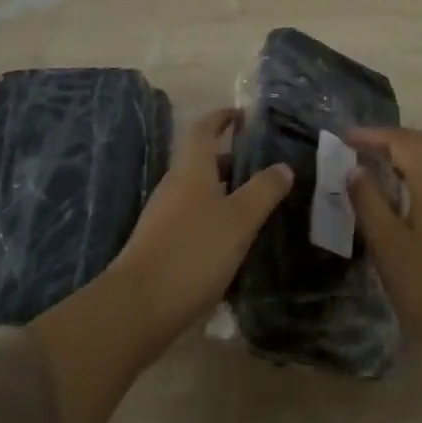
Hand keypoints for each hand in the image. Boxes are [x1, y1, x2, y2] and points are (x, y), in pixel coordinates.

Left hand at [108, 108, 292, 346]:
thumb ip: (263, 190)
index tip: (242, 115)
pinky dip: (212, 216)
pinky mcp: (159, 244)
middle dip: (229, 157)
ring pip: (197, 190)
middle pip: (201, 160)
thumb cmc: (193, 251)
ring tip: (253, 202)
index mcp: (191, 169)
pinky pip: (191, 217)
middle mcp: (174, 185)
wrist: (138, 307)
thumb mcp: (239, 219)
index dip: (222, 118)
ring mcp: (163, 216)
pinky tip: (230, 239)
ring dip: (222, 189)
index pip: (204, 129)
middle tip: (260, 165)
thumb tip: (283, 166)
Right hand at [346, 126, 421, 375]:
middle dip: (392, 139)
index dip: (372, 135)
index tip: (345, 138)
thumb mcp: (388, 245)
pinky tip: (406, 194)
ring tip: (379, 166)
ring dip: (408, 153)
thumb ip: (369, 201)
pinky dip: (421, 170)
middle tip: (361, 147)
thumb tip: (355, 169)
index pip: (401, 141)